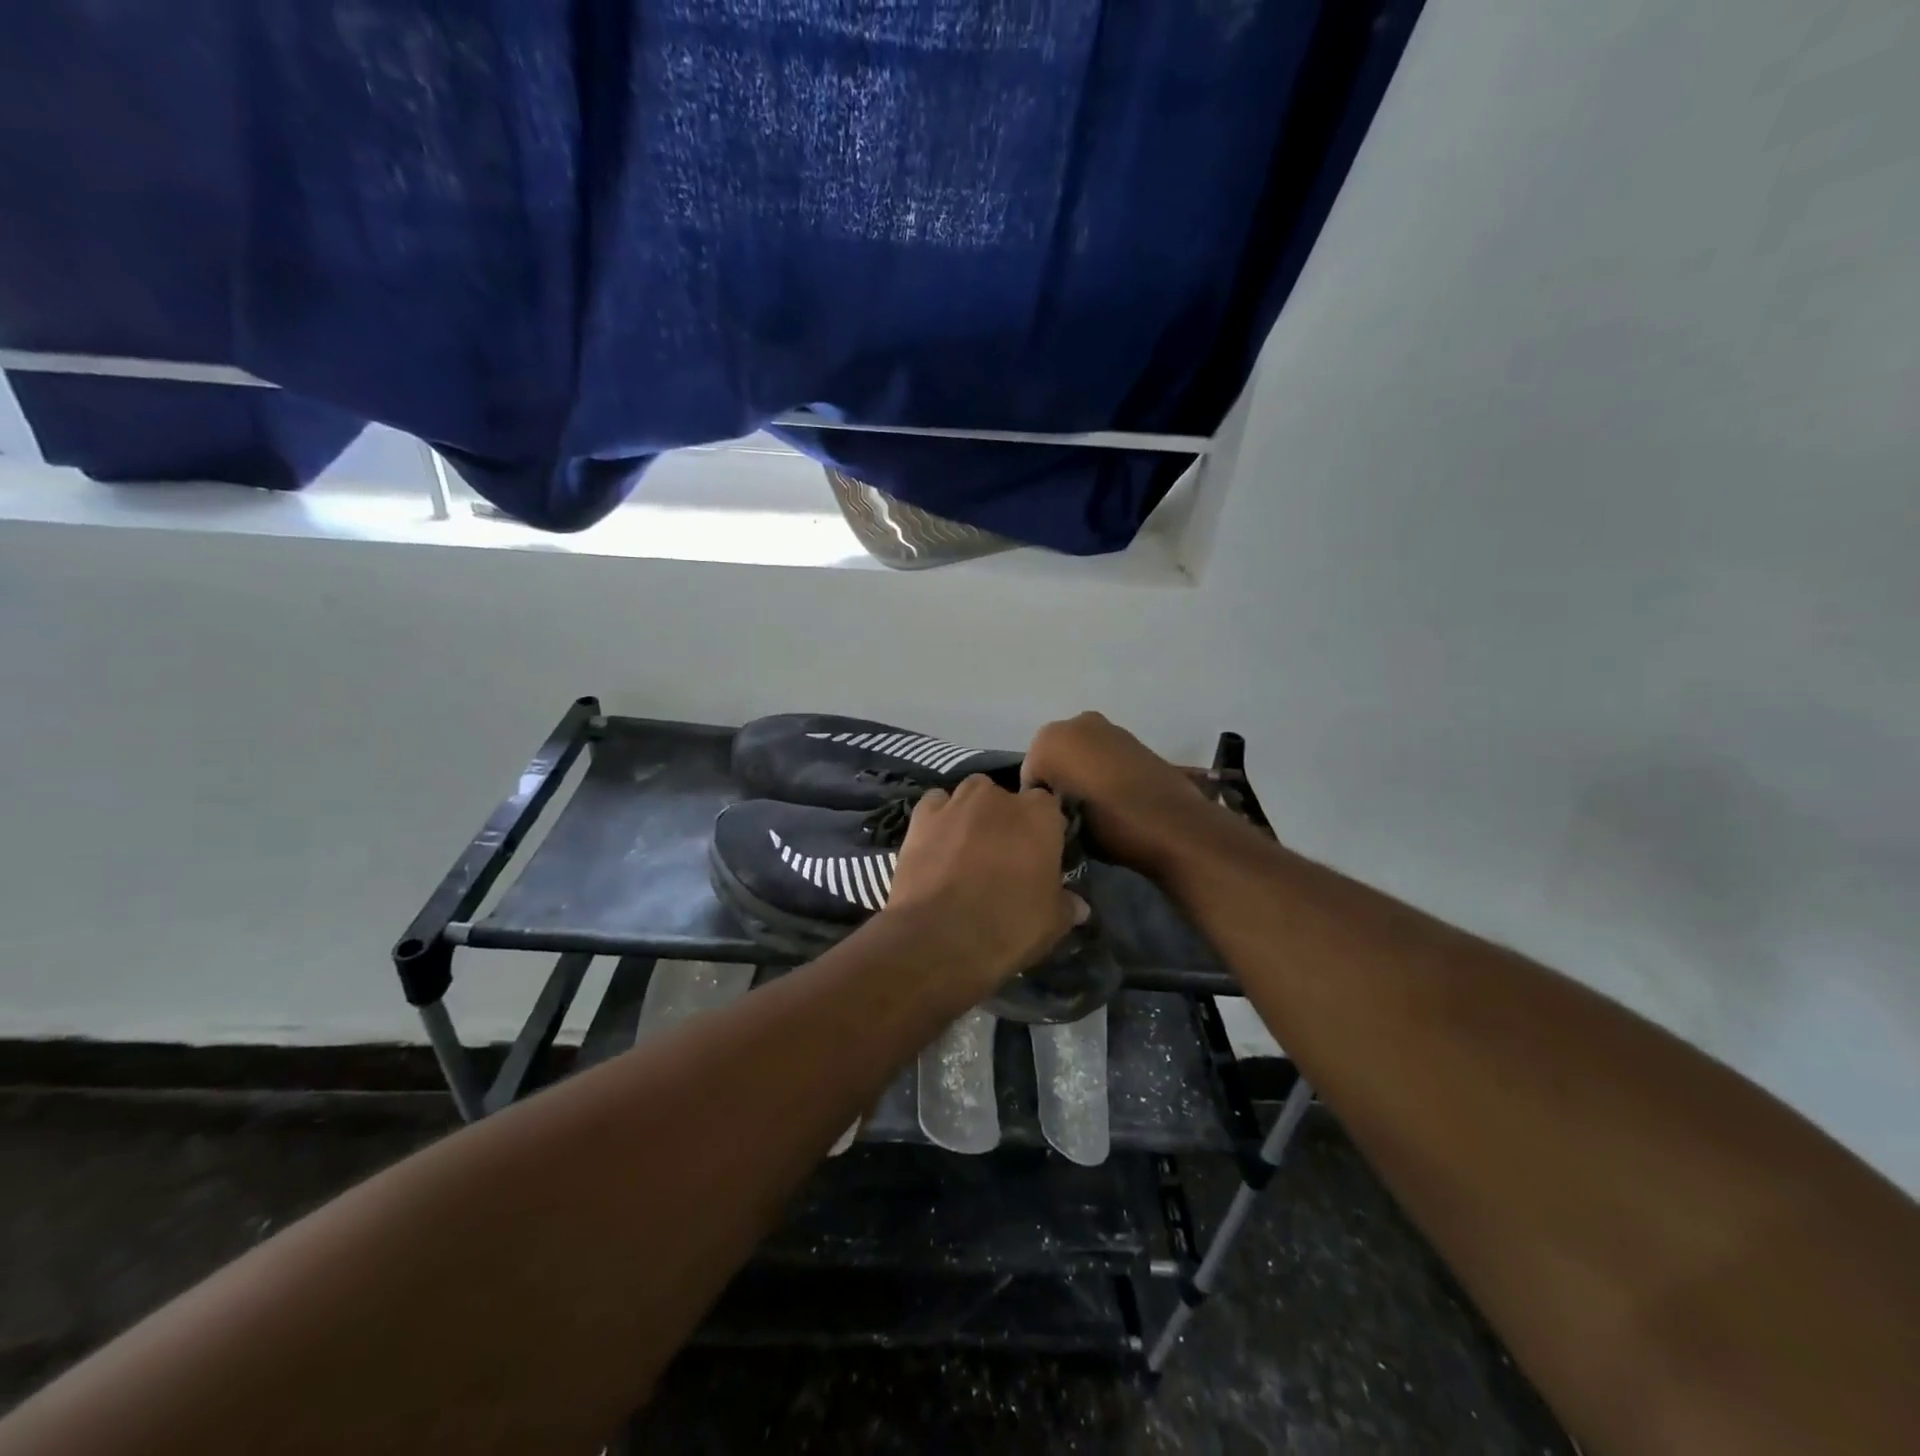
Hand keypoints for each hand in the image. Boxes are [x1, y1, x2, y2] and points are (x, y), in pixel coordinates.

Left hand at [881, 776, 1088, 994]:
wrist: (938, 937)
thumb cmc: (1007, 926)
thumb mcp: (1051, 924)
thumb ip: (1066, 905)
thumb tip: (1079, 905)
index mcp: (1040, 815)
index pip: (1049, 810)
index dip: (1044, 832)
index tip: (1039, 857)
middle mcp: (999, 796)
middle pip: (1008, 799)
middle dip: (1007, 820)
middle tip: (1003, 856)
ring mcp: (957, 802)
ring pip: (971, 795)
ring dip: (973, 813)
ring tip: (968, 847)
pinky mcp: (922, 816)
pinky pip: (935, 805)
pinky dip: (939, 818)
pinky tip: (937, 842)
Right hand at [1023, 712, 1220, 875]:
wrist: (1173, 824)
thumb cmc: (1107, 826)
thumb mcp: (1061, 826)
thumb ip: (1047, 809)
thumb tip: (1053, 810)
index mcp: (1047, 740)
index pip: (1029, 778)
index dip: (1040, 805)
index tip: (1056, 825)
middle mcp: (1074, 723)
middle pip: (1052, 760)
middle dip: (1059, 783)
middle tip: (1074, 818)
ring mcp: (1107, 727)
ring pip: (1079, 755)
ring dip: (1081, 776)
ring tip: (1097, 810)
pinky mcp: (1132, 738)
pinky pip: (1103, 756)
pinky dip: (1103, 771)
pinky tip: (1116, 798)